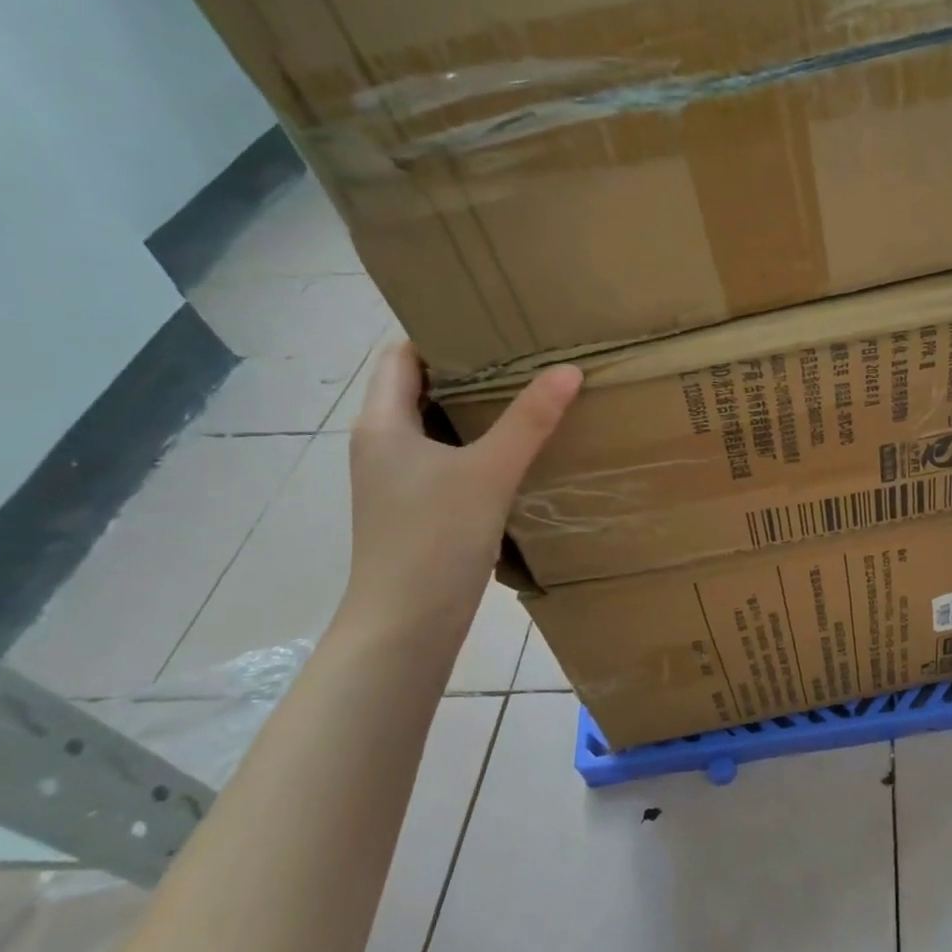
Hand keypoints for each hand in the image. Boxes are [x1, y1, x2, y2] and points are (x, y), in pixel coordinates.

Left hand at [343, 343, 581, 635]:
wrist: (406, 625)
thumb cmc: (434, 539)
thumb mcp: (489, 472)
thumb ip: (529, 421)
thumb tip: (569, 369)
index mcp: (383, 424)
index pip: (401, 357)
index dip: (440, 335)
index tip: (492, 326)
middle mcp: (383, 445)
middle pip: (421, 389)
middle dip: (469, 372)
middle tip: (525, 356)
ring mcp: (399, 481)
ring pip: (438, 429)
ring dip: (477, 412)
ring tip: (530, 396)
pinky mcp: (419, 510)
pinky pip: (449, 461)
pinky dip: (479, 448)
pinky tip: (519, 453)